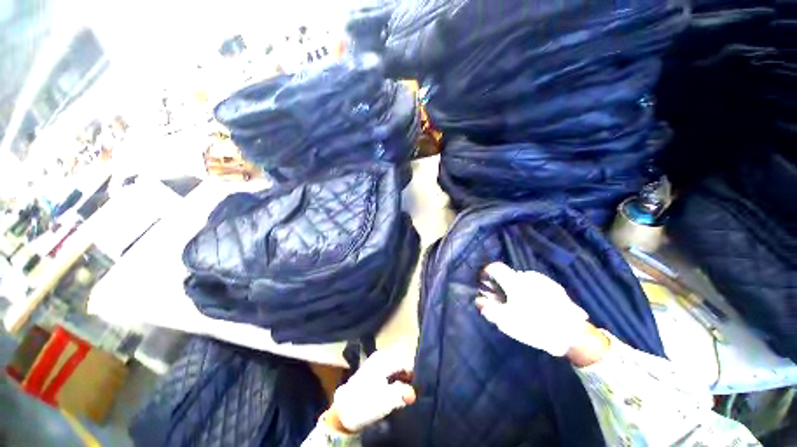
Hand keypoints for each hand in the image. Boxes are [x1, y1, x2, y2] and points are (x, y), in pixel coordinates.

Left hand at [327, 349, 415, 432]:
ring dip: (403, 379)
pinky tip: (396, 391)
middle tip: (414, 391)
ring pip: (396, 367)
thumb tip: (414, 392)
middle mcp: (381, 356)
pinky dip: (395, 380)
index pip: (407, 361)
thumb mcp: (386, 400)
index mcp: (385, 358)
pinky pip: (390, 371)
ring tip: (406, 393)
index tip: (420, 388)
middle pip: (402, 362)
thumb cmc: (365, 403)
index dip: (415, 374)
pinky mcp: (373, 371)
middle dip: (409, 376)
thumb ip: (403, 393)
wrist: (342, 412)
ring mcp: (376, 362)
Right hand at [475, 262, 589, 356]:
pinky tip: (536, 307)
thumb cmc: (534, 325)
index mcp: (514, 280)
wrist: (573, 334)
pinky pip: (535, 285)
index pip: (494, 267)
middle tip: (502, 302)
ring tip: (520, 306)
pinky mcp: (555, 287)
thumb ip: (488, 308)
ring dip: (515, 288)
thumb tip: (478, 300)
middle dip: (501, 285)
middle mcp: (527, 275)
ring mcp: (543, 280)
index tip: (484, 286)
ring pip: (521, 280)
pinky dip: (529, 292)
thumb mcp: (505, 321)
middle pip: (507, 275)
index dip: (486, 274)